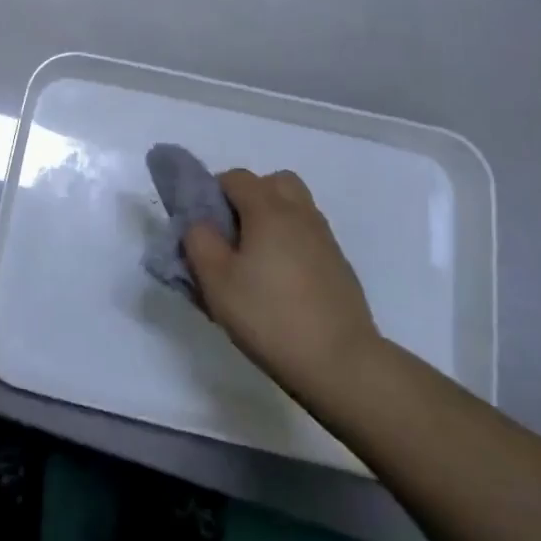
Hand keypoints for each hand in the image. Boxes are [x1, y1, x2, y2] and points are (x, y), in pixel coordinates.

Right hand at [184, 170, 381, 402]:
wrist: (342, 363)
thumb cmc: (270, 316)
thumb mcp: (216, 282)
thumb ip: (199, 241)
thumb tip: (201, 224)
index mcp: (268, 209)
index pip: (236, 177)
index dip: (214, 193)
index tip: (205, 227)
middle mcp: (300, 213)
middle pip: (274, 182)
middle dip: (251, 197)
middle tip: (235, 234)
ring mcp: (325, 238)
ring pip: (295, 208)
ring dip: (274, 219)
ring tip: (257, 260)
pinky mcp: (340, 265)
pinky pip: (309, 236)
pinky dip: (292, 243)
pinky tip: (282, 281)